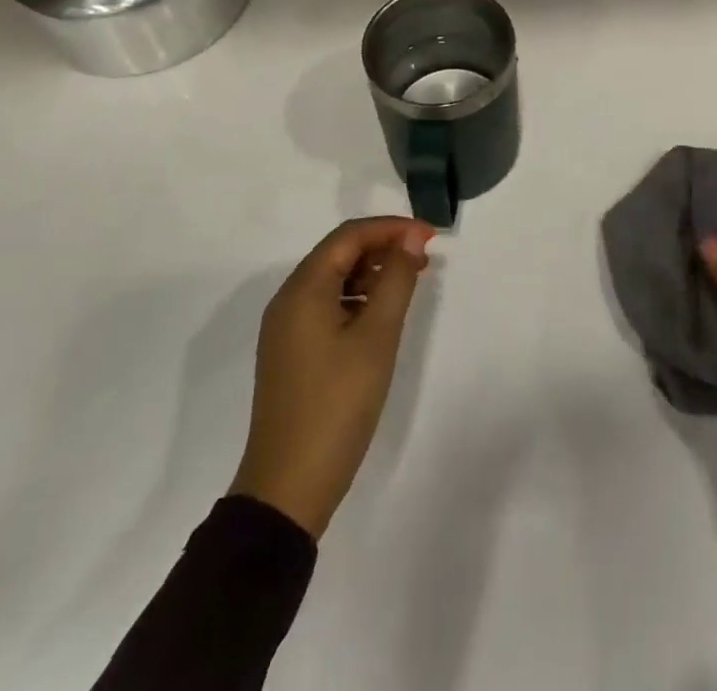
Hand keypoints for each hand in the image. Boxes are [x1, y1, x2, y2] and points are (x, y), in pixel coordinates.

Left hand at [230, 217, 435, 537]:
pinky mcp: (292, 352)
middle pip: (338, 253)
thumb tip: (411, 239)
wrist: (288, 487)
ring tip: (408, 283)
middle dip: (382, 247)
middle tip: (424, 259)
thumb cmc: (337, 404)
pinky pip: (327, 305)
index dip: (391, 228)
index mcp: (303, 289)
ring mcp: (286, 328)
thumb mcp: (376, 338)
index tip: (430, 237)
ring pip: (333, 279)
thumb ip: (396, 281)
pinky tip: (381, 315)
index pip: (349, 236)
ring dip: (371, 272)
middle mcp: (288, 300)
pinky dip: (357, 298)